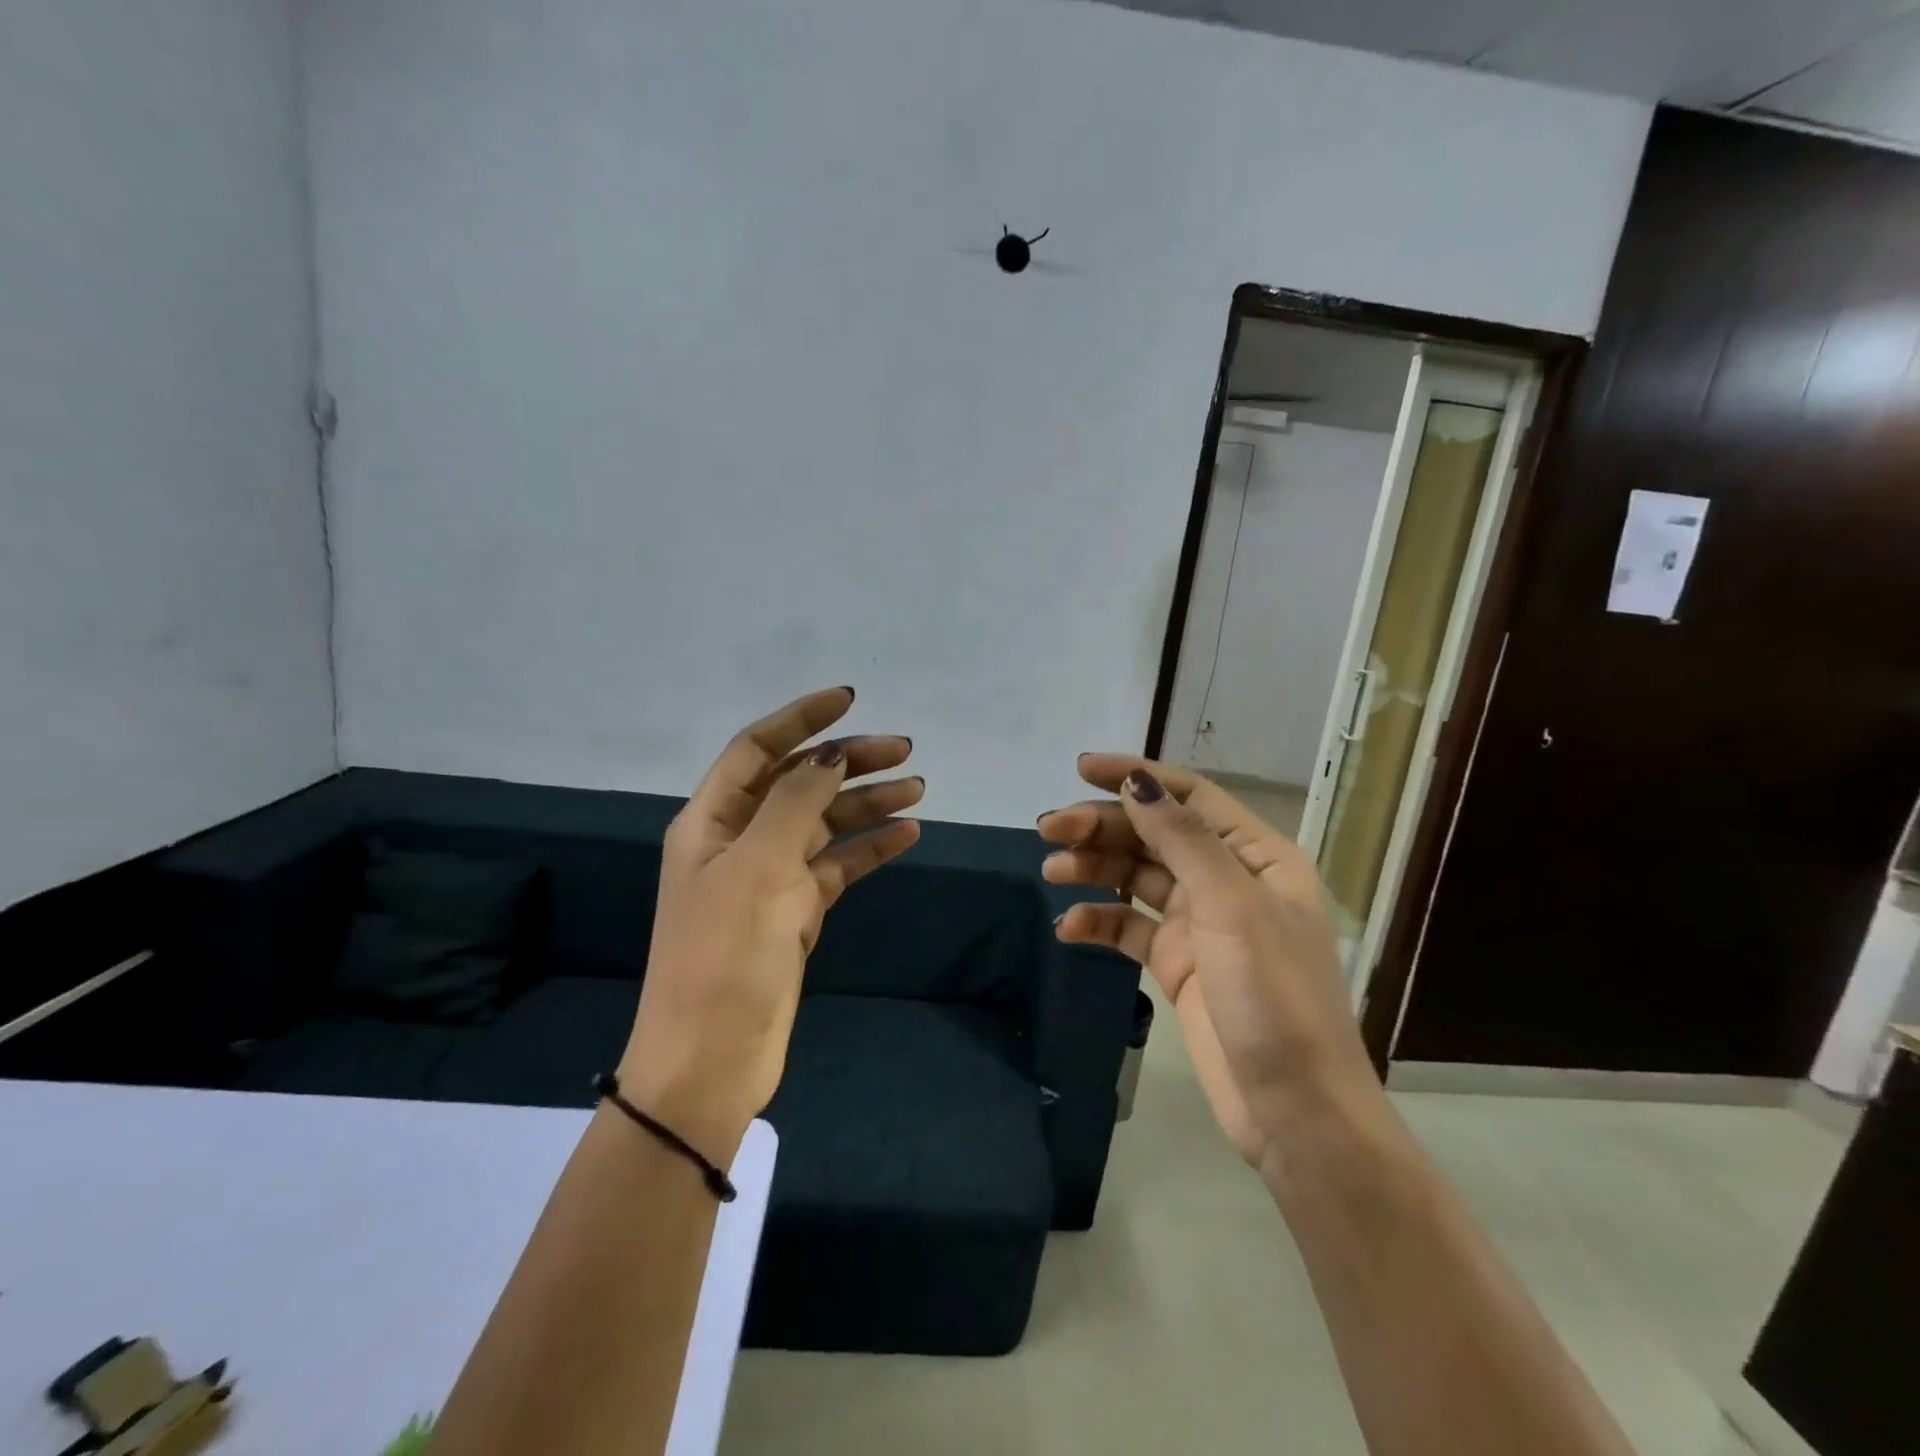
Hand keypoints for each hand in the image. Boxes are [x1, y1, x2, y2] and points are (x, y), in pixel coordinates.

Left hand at [621, 687, 921, 1160]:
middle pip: (798, 782)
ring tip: (916, 790)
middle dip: (848, 761)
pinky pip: (837, 866)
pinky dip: (870, 848)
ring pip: (824, 823)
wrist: (710, 1061)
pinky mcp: (794, 913)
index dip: (801, 719)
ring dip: (867, 803)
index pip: (757, 749)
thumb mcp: (758, 868)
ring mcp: (768, 878)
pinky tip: (907, 835)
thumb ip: (795, 802)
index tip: (851, 699)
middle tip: (904, 751)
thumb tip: (830, 753)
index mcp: (712, 821)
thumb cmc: (724, 956)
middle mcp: (739, 841)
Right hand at [1038, 757, 1377, 1169]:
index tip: (1081, 769)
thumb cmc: (1275, 997)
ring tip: (1051, 872)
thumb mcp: (1232, 907)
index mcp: (1255, 856)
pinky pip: (1129, 927)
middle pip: (1153, 834)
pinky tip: (1069, 928)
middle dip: (1101, 826)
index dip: (1136, 776)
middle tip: (1048, 831)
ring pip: (1136, 877)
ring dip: (1093, 868)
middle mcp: (1227, 880)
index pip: (1188, 796)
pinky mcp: (1177, 963)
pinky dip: (1099, 921)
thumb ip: (1183, 839)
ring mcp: (1200, 924)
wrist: (1295, 1111)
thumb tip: (1137, 781)